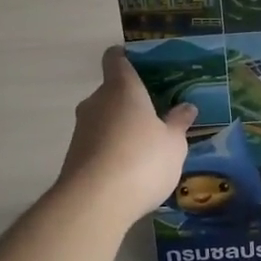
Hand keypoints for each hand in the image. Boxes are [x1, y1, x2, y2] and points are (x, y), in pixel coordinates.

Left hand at [58, 46, 196, 224]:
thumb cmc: (142, 160)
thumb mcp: (173, 143)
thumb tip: (186, 107)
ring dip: (121, 129)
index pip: (115, 58)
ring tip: (146, 148)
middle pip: (111, 91)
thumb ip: (178, 123)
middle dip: (131, 102)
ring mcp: (81, 129)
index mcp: (121, 88)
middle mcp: (96, 102)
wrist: (94, 203)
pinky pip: (97, 144)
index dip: (126, 58)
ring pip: (104, 119)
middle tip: (156, 116)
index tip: (141, 66)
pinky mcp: (74, 156)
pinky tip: (130, 171)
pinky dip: (111, 151)